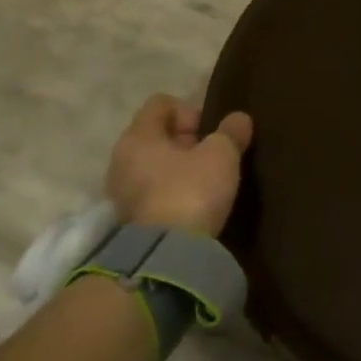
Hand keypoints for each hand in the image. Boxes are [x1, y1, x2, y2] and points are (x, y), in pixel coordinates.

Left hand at [105, 95, 253, 238]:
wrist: (166, 256)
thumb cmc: (191, 191)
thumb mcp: (222, 155)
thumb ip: (231, 132)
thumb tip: (238, 118)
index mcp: (138, 136)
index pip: (161, 103)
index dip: (191, 110)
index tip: (212, 131)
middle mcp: (122, 158)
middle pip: (158, 135)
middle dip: (189, 141)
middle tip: (215, 156)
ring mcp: (122, 191)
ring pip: (157, 164)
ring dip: (182, 168)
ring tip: (209, 181)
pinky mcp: (131, 218)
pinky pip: (155, 190)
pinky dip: (174, 190)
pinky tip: (196, 202)